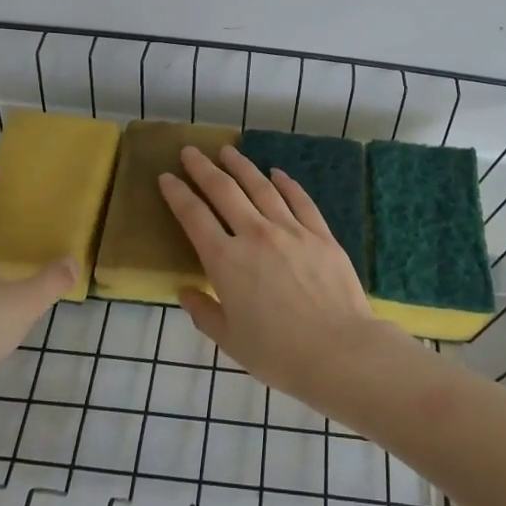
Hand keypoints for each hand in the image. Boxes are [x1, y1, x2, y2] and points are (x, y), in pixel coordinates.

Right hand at [159, 144, 399, 404]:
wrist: (339, 351)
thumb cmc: (278, 353)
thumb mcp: (230, 340)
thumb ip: (204, 312)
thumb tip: (186, 291)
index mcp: (226, 261)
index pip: (194, 217)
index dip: (177, 194)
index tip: (166, 177)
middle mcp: (255, 235)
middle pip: (224, 191)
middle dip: (203, 169)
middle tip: (190, 151)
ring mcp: (291, 230)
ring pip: (261, 187)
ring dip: (241, 166)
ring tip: (227, 151)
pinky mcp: (320, 233)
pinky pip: (299, 199)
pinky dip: (285, 183)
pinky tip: (276, 173)